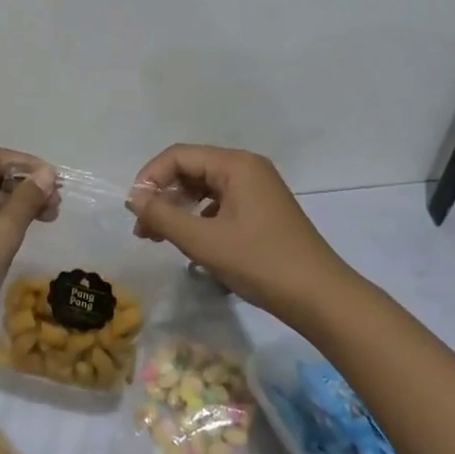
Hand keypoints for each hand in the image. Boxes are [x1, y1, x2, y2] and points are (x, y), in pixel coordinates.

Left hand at [0, 149, 57, 364]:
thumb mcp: (1, 235)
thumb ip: (26, 200)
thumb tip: (46, 173)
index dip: (28, 165)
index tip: (56, 183)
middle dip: (24, 186)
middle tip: (55, 206)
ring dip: (15, 205)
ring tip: (46, 220)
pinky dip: (1, 222)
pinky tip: (19, 236)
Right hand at [126, 145, 354, 324]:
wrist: (320, 297)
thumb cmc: (260, 263)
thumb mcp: (204, 241)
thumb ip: (164, 216)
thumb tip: (134, 198)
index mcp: (236, 164)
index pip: (179, 156)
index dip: (150, 178)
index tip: (134, 210)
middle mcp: (247, 168)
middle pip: (192, 169)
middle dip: (163, 195)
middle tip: (143, 229)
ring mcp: (258, 189)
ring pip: (205, 188)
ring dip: (179, 208)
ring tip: (158, 238)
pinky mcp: (262, 210)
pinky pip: (221, 203)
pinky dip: (199, 218)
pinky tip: (191, 242)